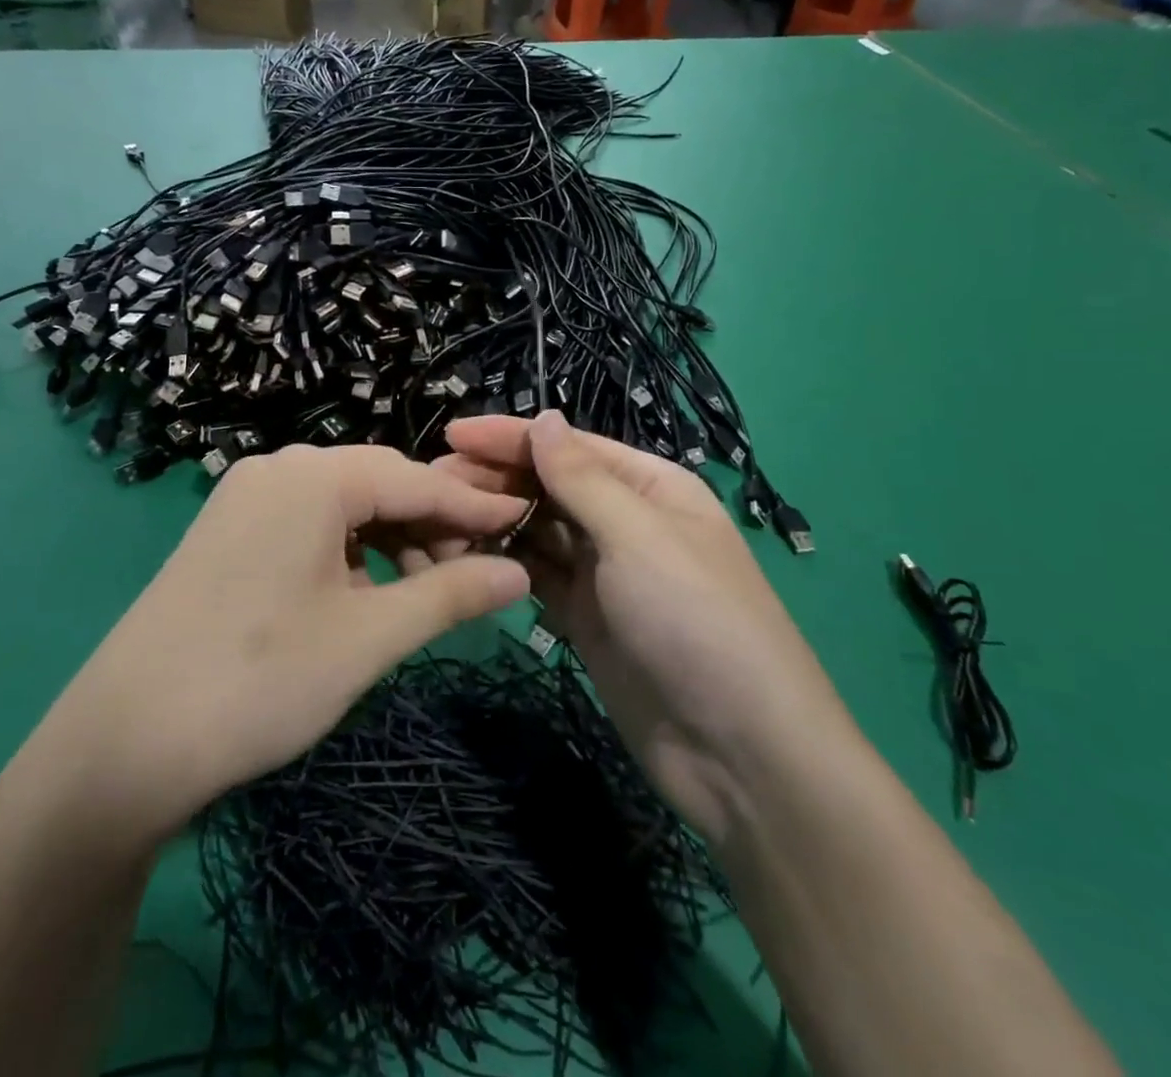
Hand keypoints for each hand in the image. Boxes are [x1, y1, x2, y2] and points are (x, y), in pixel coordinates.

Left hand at [28, 445, 530, 846]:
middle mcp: (277, 469)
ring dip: (391, 542)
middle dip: (431, 525)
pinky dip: (348, 553)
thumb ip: (450, 595)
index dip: (474, 506)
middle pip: (378, 484)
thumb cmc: (260, 680)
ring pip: (343, 506)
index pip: (416, 480)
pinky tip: (363, 595)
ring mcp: (245, 498)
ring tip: (420, 595)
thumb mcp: (368, 638)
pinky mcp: (227, 532)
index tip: (525, 524)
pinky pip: (308, 525)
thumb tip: (518, 573)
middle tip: (472, 575)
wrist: (122, 744)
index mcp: (312, 477)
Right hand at [436, 412, 856, 845]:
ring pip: (539, 530)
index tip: (451, 435)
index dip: (511, 437)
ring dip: (494, 520)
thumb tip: (543, 418)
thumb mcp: (639, 537)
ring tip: (438, 517)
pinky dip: (505, 564)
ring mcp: (605, 573)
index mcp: (650, 486)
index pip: (569, 447)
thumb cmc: (694, 620)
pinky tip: (466, 557)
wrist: (738, 753)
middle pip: (550, 485)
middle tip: (432, 482)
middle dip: (495, 478)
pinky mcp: (586, 617)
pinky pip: (538, 576)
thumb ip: (582, 479)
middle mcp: (626, 521)